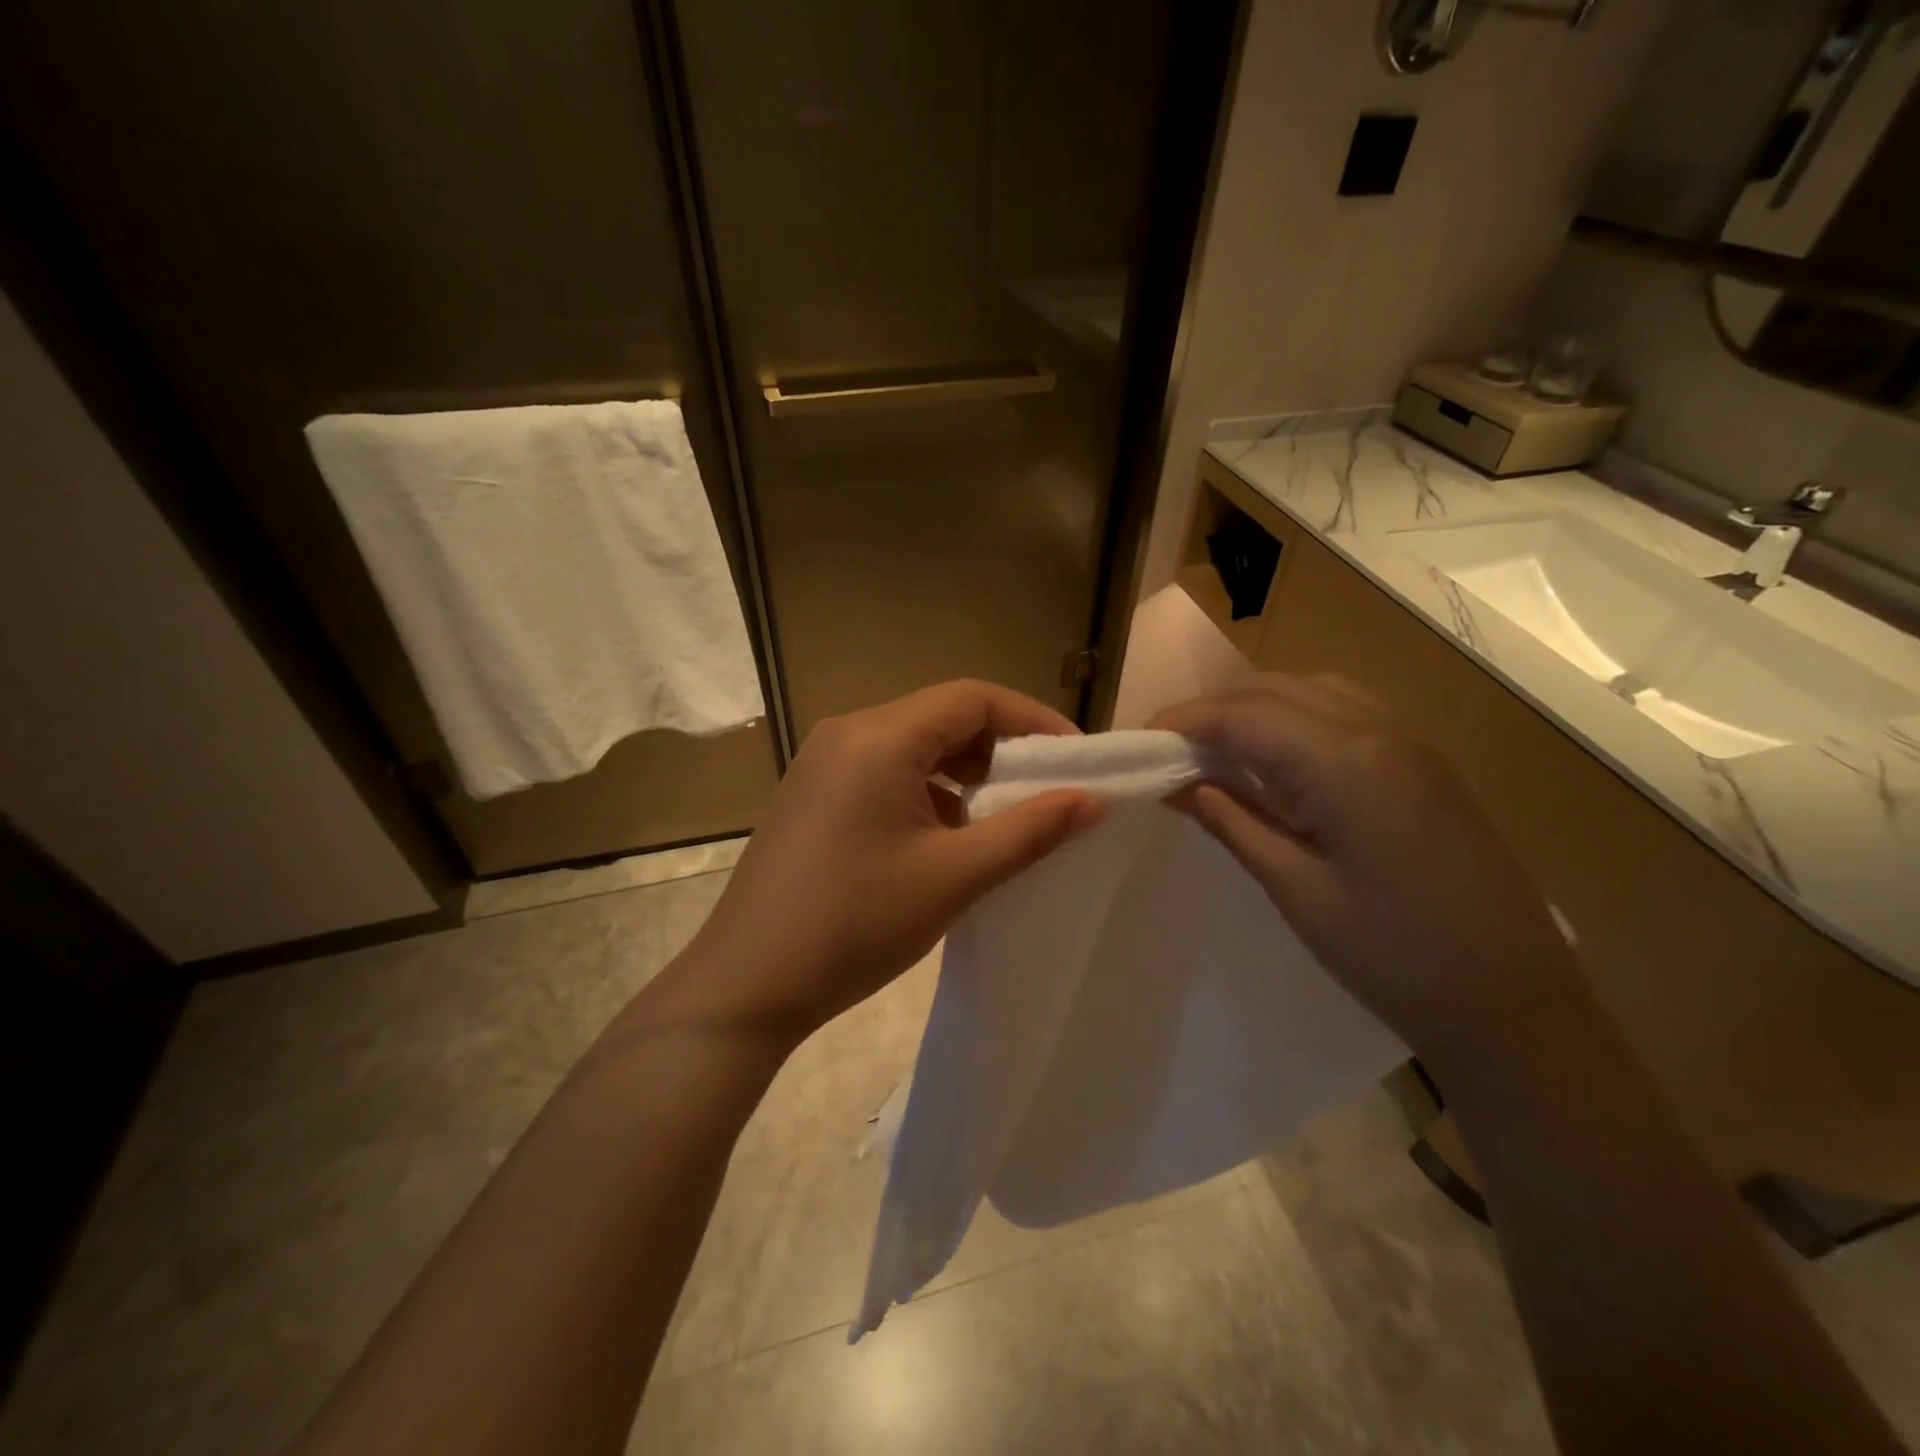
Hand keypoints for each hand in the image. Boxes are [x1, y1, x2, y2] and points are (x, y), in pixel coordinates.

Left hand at [658, 680, 1104, 1047]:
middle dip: (999, 749)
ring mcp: (822, 763)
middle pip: (942, 717)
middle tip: (1042, 794)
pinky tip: (941, 840)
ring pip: (913, 746)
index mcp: (879, 737)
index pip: (973, 698)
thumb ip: (1031, 830)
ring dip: (962, 774)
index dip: (1033, 721)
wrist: (747, 985)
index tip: (1075, 760)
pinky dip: (925, 792)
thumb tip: (1095, 800)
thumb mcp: (955, 876)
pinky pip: (884, 772)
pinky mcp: (812, 794)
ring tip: (997, 822)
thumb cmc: (856, 924)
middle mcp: (847, 733)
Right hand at [1150, 674, 1578, 1063]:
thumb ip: (1232, 822)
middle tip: (1168, 753)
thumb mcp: (1297, 890)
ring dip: (1254, 711)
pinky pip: (1343, 713)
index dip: (1182, 721)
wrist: (1517, 1005)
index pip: (1243, 714)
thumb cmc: (1396, 957)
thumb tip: (1176, 785)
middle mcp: (1380, 731)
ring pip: (1311, 691)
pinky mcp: (1423, 763)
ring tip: (1216, 755)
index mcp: (1347, 763)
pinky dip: (1294, 721)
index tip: (1138, 744)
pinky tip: (1278, 765)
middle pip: (1275, 689)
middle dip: (1213, 712)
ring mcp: (1410, 742)